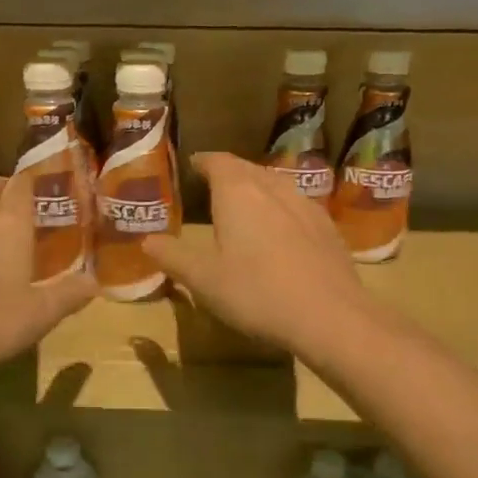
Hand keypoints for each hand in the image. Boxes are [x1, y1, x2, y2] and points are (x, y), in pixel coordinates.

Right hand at [142, 152, 375, 355]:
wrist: (330, 316)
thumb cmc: (256, 292)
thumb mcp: (203, 280)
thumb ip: (173, 257)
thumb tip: (148, 241)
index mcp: (238, 193)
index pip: (218, 162)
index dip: (204, 162)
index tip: (194, 165)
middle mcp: (273, 189)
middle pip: (248, 169)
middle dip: (230, 172)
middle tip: (214, 183)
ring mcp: (305, 206)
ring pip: (276, 184)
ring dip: (258, 187)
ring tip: (246, 202)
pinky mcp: (328, 228)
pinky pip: (298, 205)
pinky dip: (282, 208)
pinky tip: (282, 228)